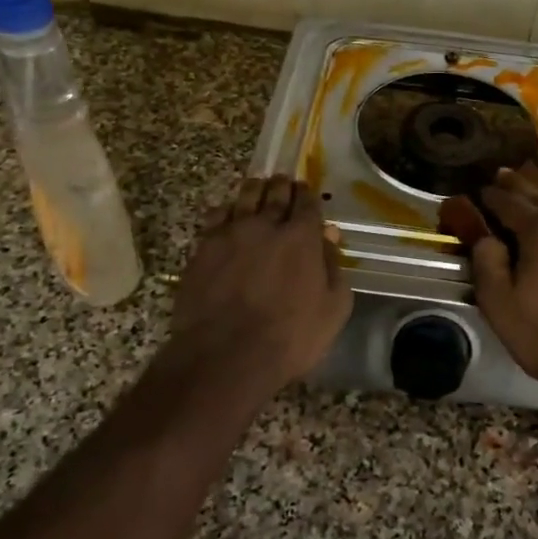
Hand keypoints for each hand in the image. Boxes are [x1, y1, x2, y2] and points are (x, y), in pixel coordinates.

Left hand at [169, 174, 352, 398]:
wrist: (226, 356)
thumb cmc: (290, 337)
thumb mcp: (333, 309)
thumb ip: (333, 267)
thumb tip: (329, 237)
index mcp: (302, 237)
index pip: (307, 203)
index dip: (307, 195)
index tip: (306, 191)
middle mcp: (266, 224)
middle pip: (275, 193)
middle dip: (282, 185)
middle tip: (283, 182)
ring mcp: (231, 233)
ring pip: (244, 197)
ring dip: (254, 189)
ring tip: (257, 187)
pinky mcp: (204, 248)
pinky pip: (215, 216)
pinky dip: (225, 210)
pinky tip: (226, 213)